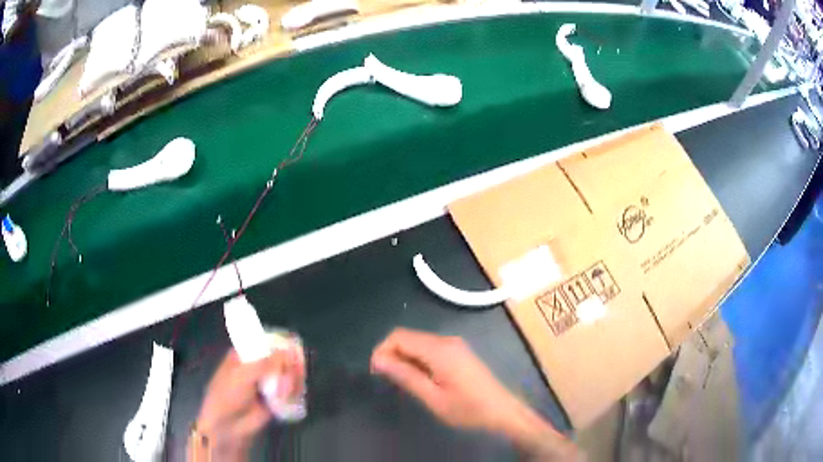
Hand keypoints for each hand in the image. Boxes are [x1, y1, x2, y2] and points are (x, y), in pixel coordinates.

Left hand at [190, 348, 304, 460]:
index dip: (283, 345)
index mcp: (247, 354)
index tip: (295, 351)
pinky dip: (295, 392)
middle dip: (290, 366)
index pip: (269, 342)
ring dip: (293, 381)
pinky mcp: (278, 398)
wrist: (229, 424)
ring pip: (290, 374)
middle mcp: (260, 365)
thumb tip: (289, 352)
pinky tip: (290, 396)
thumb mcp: (242, 374)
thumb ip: (266, 363)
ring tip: (287, 391)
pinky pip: (292, 390)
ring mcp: (269, 382)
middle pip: (284, 358)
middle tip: (293, 374)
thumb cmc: (228, 394)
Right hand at [371, 328, 578, 460]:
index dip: (382, 350)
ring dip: (404, 357)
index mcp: (439, 349)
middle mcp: (446, 340)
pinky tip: (420, 378)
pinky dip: (418, 359)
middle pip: (409, 337)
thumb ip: (405, 376)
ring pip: (418, 343)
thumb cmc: (467, 408)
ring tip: (402, 381)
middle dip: (392, 354)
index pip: (399, 336)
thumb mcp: (432, 397)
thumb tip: (378, 359)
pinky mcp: (459, 352)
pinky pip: (430, 349)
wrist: (502, 412)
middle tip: (386, 379)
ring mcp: (455, 345)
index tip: (376, 372)